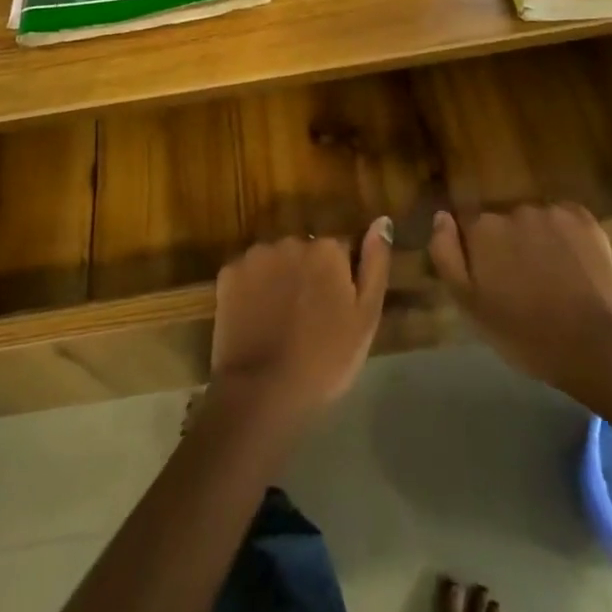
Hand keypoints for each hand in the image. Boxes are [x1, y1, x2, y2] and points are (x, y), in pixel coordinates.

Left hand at [209, 219, 392, 423]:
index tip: (334, 309)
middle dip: (307, 275)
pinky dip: (252, 289)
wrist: (262, 391)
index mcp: (328, 249)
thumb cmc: (325, 359)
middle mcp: (291, 240)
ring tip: (279, 321)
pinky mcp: (229, 272)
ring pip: (275, 261)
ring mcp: (256, 255)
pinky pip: (248, 274)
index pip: (340, 251)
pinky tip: (255, 319)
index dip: (339, 280)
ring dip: (280, 279)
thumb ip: (375, 264)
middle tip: (307, 318)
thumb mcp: (365, 318)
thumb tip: (382, 221)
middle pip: (305, 252)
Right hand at [428, 203, 611, 394]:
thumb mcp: (469, 306)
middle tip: (521, 283)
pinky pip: (564, 220)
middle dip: (507, 244)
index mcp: (482, 229)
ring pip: (533, 221)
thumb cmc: (525, 334)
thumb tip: (441, 216)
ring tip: (551, 277)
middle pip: (501, 221)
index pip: (467, 225)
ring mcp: (551, 212)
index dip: (476, 250)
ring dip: (535, 240)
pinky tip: (573, 264)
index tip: (489, 277)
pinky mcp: (584, 219)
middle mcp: (513, 209)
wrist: (596, 348)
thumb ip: (446, 256)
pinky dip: (565, 236)